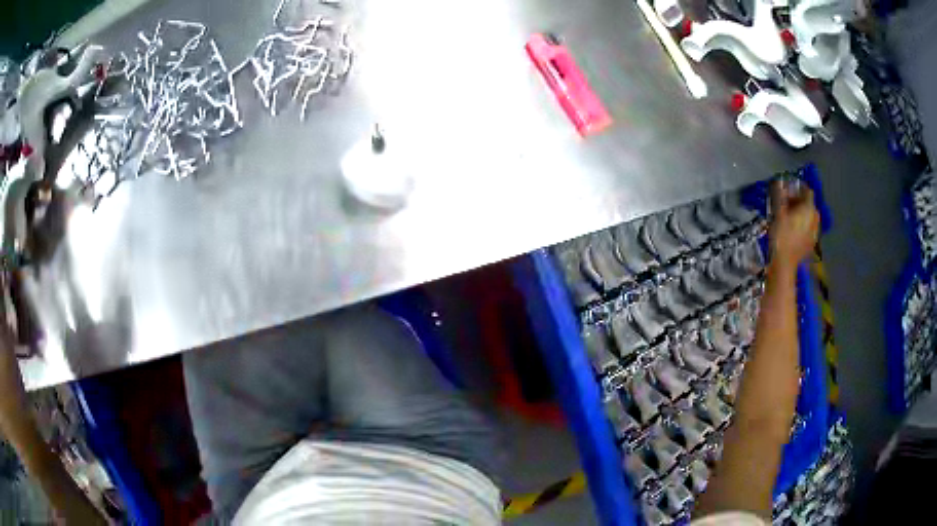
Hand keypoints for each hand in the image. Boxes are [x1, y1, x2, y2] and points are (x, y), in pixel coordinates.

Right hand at [769, 180, 819, 269]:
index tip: (788, 189)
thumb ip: (779, 196)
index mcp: (808, 209)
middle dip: (799, 201)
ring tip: (789, 217)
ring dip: (801, 214)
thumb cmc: (781, 236)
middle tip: (786, 204)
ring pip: (810, 217)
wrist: (784, 264)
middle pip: (809, 204)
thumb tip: (779, 182)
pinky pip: (809, 229)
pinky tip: (794, 230)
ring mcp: (815, 232)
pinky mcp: (812, 243)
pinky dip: (803, 226)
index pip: (807, 191)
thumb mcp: (778, 213)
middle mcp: (815, 218)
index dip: (798, 188)